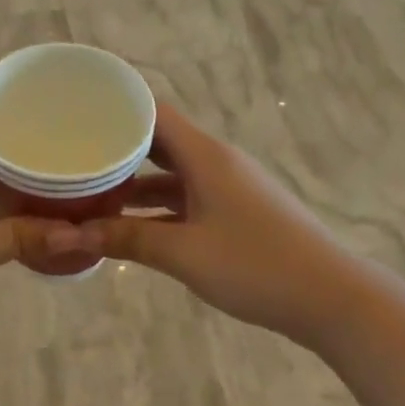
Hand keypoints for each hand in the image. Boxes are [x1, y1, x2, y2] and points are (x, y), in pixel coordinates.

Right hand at [73, 105, 372, 350]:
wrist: (331, 299)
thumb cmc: (255, 265)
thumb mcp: (184, 253)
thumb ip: (127, 238)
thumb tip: (73, 234)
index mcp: (205, 157)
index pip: (154, 112)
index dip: (117, 106)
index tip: (76, 109)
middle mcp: (215, 163)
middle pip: (159, 141)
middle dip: (117, 145)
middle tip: (74, 150)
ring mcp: (227, 188)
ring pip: (171, 173)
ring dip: (134, 180)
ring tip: (89, 187)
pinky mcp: (235, 213)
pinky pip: (185, 198)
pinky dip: (155, 205)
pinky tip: (128, 223)